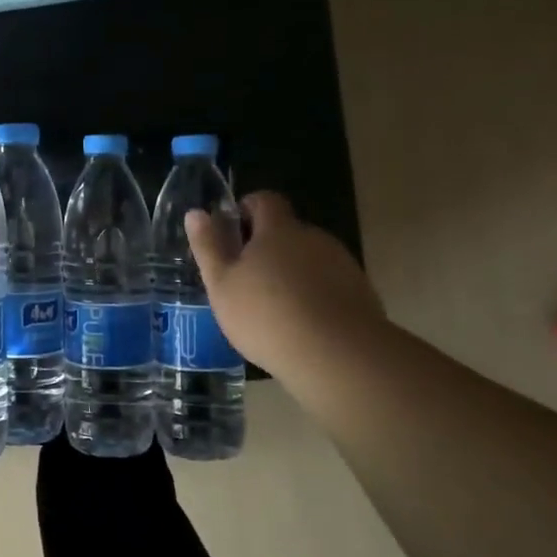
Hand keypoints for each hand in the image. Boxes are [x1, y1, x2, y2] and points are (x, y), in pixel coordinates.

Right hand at [186, 191, 388, 387]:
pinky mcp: (361, 293)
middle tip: (246, 281)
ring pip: (308, 259)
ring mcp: (341, 264)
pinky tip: (302, 326)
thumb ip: (208, 246)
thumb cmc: (267, 315)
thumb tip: (196, 212)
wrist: (338, 356)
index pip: (264, 200)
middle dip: (267, 248)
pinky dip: (314, 296)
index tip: (233, 234)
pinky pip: (329, 284)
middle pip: (287, 232)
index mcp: (278, 230)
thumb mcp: (221, 284)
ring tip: (274, 310)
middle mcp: (313, 238)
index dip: (246, 210)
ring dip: (291, 273)